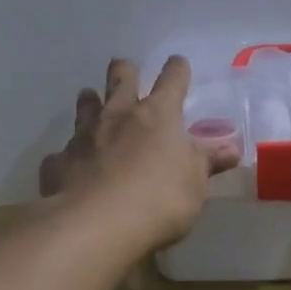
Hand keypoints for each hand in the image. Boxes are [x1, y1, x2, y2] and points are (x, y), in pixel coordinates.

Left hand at [39, 56, 240, 254]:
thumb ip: (207, 163)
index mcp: (158, 116)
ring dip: (90, 102)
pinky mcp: (58, 163)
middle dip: (124, 71)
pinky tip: (71, 165)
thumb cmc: (159, 200)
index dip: (177, 70)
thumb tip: (232, 149)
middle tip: (124, 68)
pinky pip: (63, 153)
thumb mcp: (195, 184)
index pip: (171, 81)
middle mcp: (118, 116)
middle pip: (120, 80)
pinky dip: (70, 155)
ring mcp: (84, 137)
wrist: (95, 225)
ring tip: (90, 99)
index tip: (178, 64)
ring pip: (85, 107)